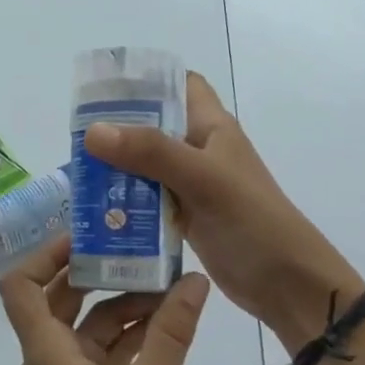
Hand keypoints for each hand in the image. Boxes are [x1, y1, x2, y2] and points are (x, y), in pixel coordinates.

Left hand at [0, 233, 210, 364]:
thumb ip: (172, 333)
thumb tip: (193, 281)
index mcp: (46, 350)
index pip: (21, 286)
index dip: (46, 255)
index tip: (86, 238)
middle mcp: (48, 356)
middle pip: (61, 299)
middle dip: (98, 273)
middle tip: (138, 249)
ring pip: (88, 325)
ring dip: (122, 305)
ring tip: (168, 284)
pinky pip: (102, 352)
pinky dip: (128, 335)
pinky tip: (167, 322)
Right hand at [83, 70, 353, 347]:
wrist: (287, 284)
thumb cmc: (253, 222)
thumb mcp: (203, 180)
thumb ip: (151, 152)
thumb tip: (93, 131)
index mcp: (213, 128)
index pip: (180, 85)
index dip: (147, 80)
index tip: (104, 88)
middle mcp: (201, 151)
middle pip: (155, 126)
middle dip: (118, 127)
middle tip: (76, 136)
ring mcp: (194, 186)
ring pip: (147, 165)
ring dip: (117, 168)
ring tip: (77, 172)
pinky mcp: (187, 217)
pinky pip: (149, 200)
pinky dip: (126, 201)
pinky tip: (97, 210)